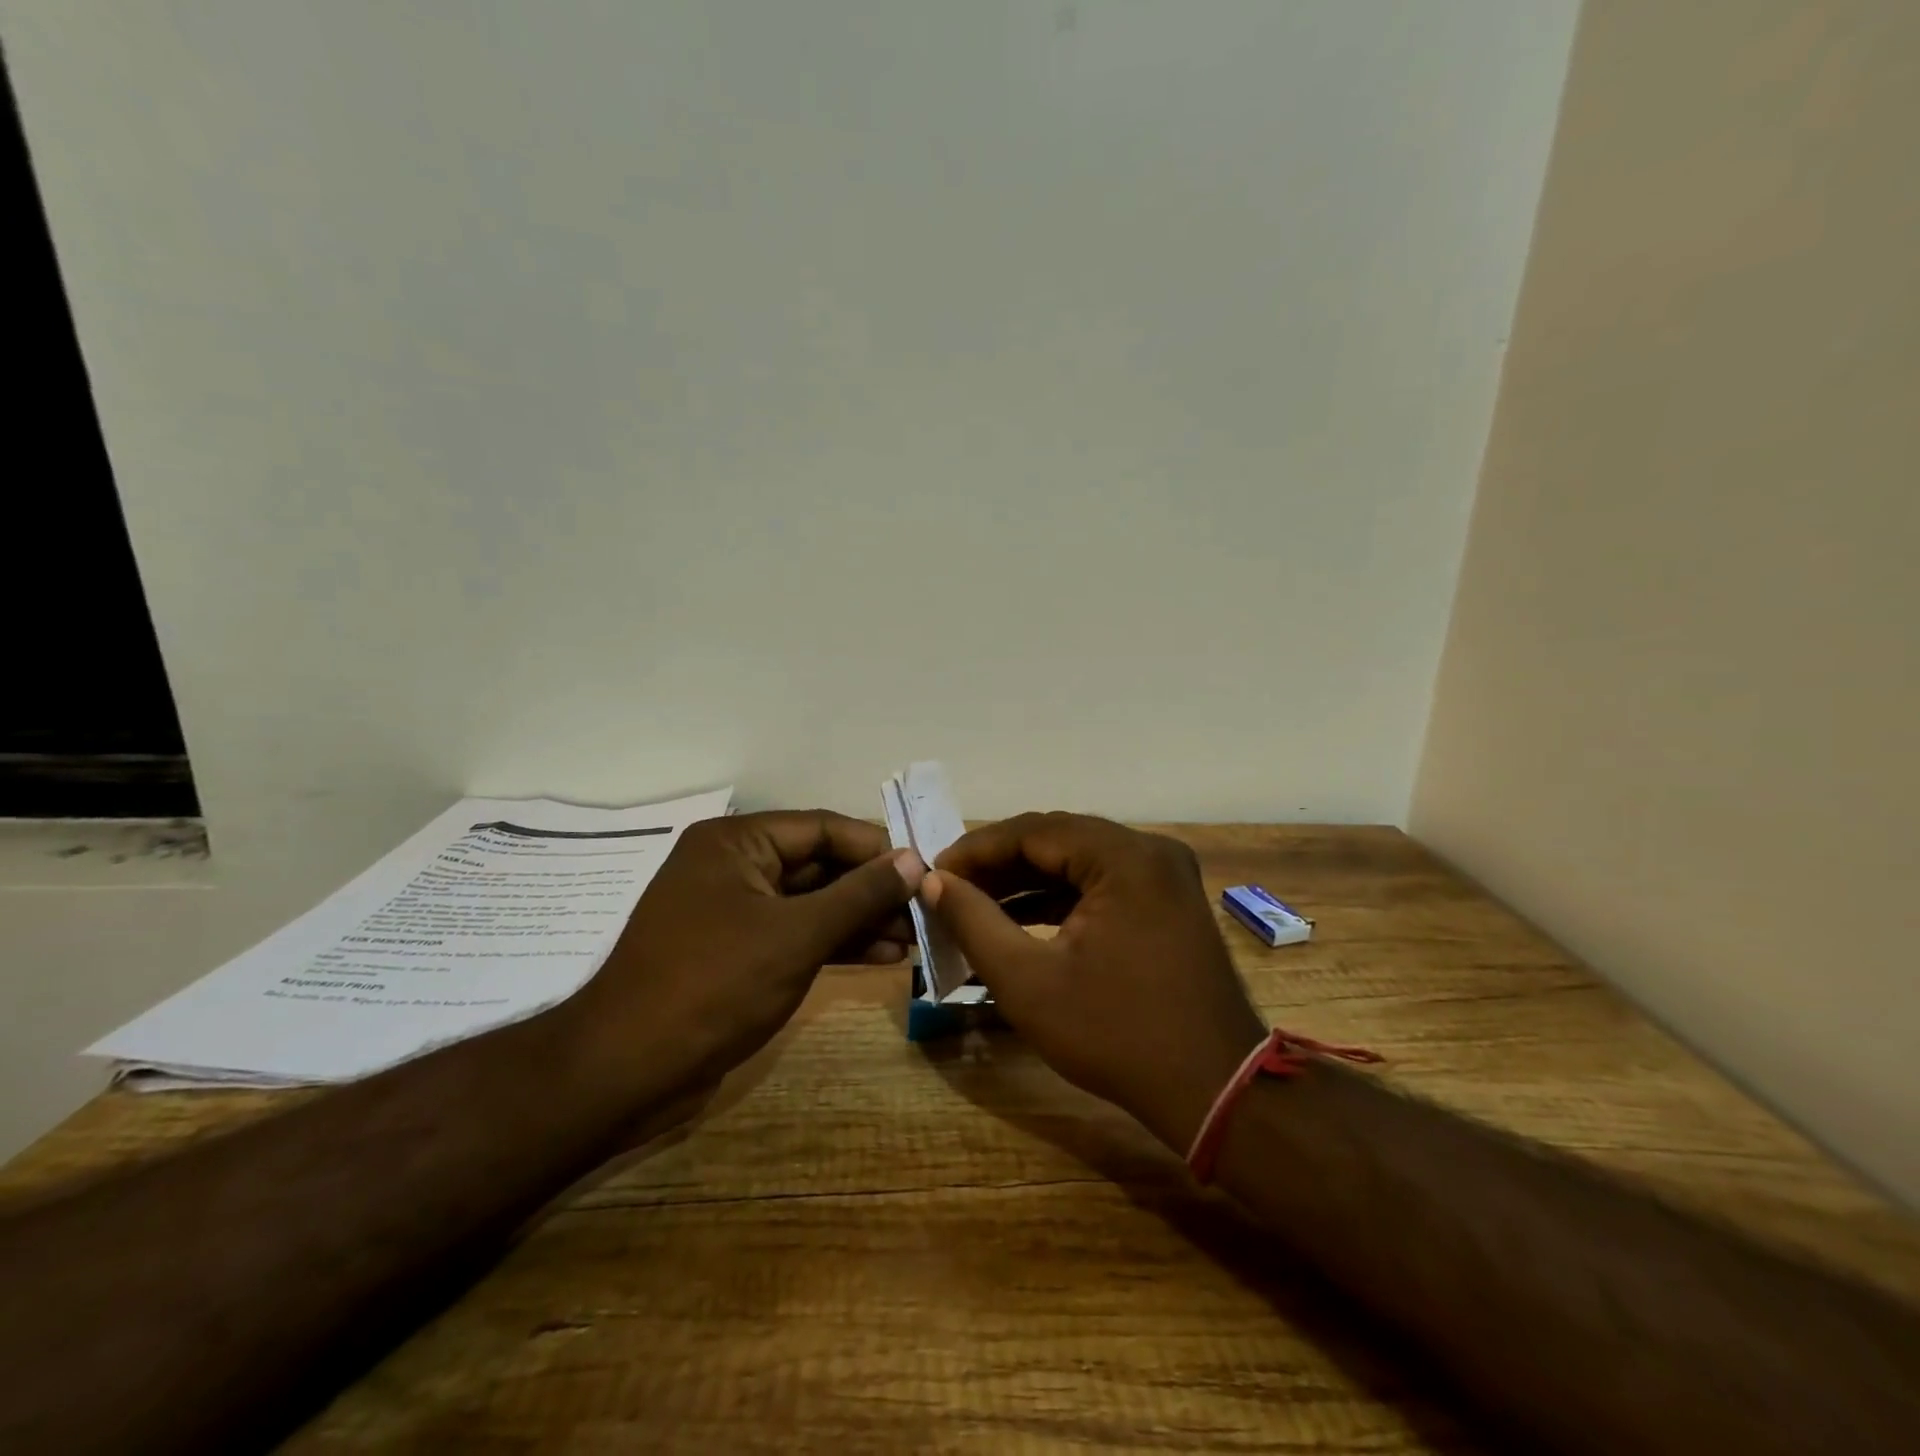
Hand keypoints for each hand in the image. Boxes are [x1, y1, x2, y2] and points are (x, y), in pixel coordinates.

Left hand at [575, 811, 924, 1102]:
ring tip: (915, 938)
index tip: (927, 868)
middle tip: (927, 909)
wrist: (628, 1071)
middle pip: (821, 864)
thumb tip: (915, 860)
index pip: (823, 828)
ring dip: (862, 919)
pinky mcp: (738, 952)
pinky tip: (883, 957)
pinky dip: (837, 943)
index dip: (877, 847)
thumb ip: (860, 894)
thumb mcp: (797, 934)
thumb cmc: (714, 985)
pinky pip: (798, 934)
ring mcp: (735, 911)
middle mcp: (735, 866)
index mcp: (738, 842)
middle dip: (874, 888)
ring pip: (813, 903)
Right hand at [925, 813, 1265, 1152]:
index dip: (976, 849)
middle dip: (999, 865)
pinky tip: (1018, 921)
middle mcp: (1150, 851)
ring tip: (973, 905)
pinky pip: (1102, 884)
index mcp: (1125, 857)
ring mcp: (1164, 875)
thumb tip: (933, 882)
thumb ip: (974, 923)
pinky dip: (1059, 899)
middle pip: (1057, 839)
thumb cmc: (1117, 1036)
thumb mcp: (1029, 982)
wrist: (1216, 1091)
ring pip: (1078, 861)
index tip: (933, 872)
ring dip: (1026, 882)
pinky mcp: (1167, 901)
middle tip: (950, 889)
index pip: (1033, 831)